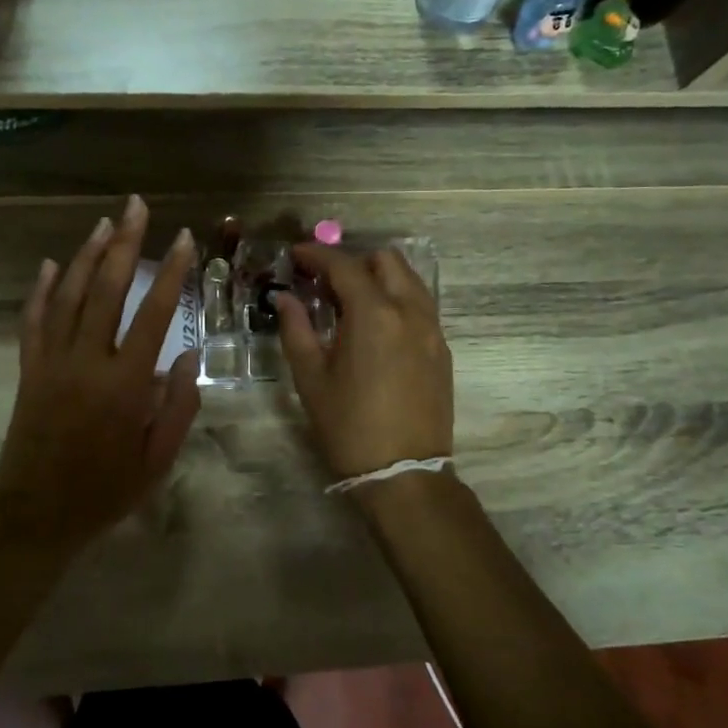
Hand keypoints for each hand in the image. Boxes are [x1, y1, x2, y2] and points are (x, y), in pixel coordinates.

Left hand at [0, 196, 200, 548]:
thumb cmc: (104, 492)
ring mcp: (50, 362)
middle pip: (105, 289)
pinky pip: (32, 321)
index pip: (154, 314)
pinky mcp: (27, 370)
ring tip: (104, 224)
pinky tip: (47, 265)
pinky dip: (39, 290)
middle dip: (124, 243)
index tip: (183, 239)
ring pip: (66, 295)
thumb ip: (178, 406)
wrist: (35, 517)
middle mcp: (85, 362)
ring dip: (85, 255)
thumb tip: (187, 356)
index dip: (170, 272)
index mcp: (124, 384)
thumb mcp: (157, 460)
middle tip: (137, 206)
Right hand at [275, 244, 452, 481]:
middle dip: (353, 261)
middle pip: (386, 260)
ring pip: (409, 280)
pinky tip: (376, 325)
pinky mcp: (443, 349)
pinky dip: (397, 299)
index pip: (344, 265)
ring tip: (350, 300)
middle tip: (324, 282)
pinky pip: (421, 305)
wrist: (405, 473)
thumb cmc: (349, 426)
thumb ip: (296, 329)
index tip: (295, 255)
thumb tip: (284, 298)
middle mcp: (410, 311)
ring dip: (379, 277)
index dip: (316, 254)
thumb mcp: (311, 378)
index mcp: (374, 314)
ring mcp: (433, 329)